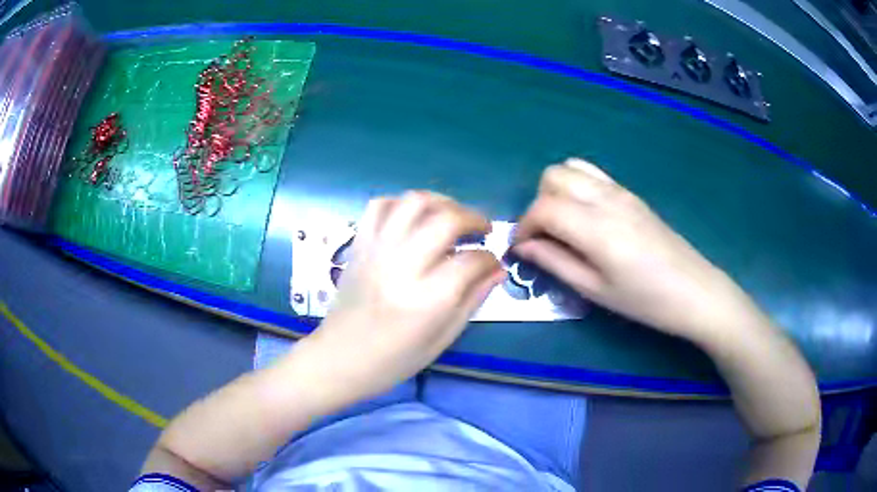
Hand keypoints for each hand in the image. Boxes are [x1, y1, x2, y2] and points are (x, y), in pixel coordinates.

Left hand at [302, 191, 504, 408]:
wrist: (339, 358)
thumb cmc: (393, 360)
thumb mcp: (442, 339)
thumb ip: (472, 300)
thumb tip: (497, 270)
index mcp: (427, 299)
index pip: (471, 261)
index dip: (490, 259)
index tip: (493, 265)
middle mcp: (402, 266)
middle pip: (446, 220)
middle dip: (474, 219)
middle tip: (482, 231)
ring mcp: (377, 250)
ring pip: (414, 202)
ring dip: (442, 202)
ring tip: (453, 217)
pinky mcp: (359, 245)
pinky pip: (380, 205)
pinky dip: (402, 204)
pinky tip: (415, 219)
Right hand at [513, 158, 750, 341]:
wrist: (693, 290)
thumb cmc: (645, 300)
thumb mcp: (595, 290)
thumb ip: (555, 263)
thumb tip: (525, 247)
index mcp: (596, 227)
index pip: (543, 207)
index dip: (524, 226)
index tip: (522, 249)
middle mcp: (605, 198)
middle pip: (553, 176)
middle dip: (538, 203)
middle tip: (544, 237)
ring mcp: (621, 191)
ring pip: (571, 168)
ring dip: (556, 191)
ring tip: (563, 224)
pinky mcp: (631, 194)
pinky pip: (593, 174)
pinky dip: (577, 186)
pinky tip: (586, 216)